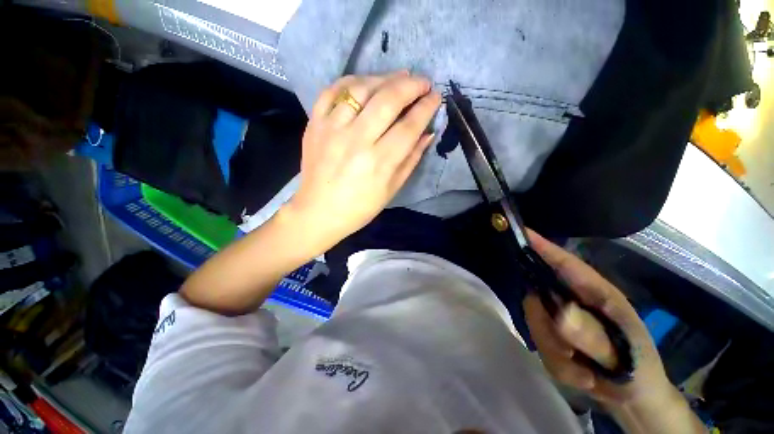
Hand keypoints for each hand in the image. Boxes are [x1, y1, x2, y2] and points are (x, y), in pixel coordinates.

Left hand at [284, 71, 440, 254]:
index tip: (436, 97)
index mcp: (379, 162)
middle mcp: (356, 141)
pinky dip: (351, 81)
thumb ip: (411, 159)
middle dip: (410, 85)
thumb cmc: (360, 207)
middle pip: (387, 100)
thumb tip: (428, 132)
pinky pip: (332, 91)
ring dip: (384, 78)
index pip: (408, 126)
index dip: (426, 108)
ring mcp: (332, 129)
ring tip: (398, 78)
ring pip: (360, 89)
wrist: (319, 211)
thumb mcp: (392, 189)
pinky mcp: (315, 125)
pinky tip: (364, 83)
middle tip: (422, 82)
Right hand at [523, 230, 675, 410]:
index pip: (563, 262)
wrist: (634, 397)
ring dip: (555, 350)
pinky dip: (558, 364)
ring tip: (583, 369)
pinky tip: (580, 374)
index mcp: (595, 293)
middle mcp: (571, 299)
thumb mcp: (625, 355)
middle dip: (545, 324)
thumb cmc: (639, 368)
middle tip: (568, 351)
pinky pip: (539, 344)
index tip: (520, 232)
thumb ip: (593, 335)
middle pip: (536, 294)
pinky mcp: (551, 335)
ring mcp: (558, 317)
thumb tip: (560, 313)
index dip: (541, 245)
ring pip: (535, 321)